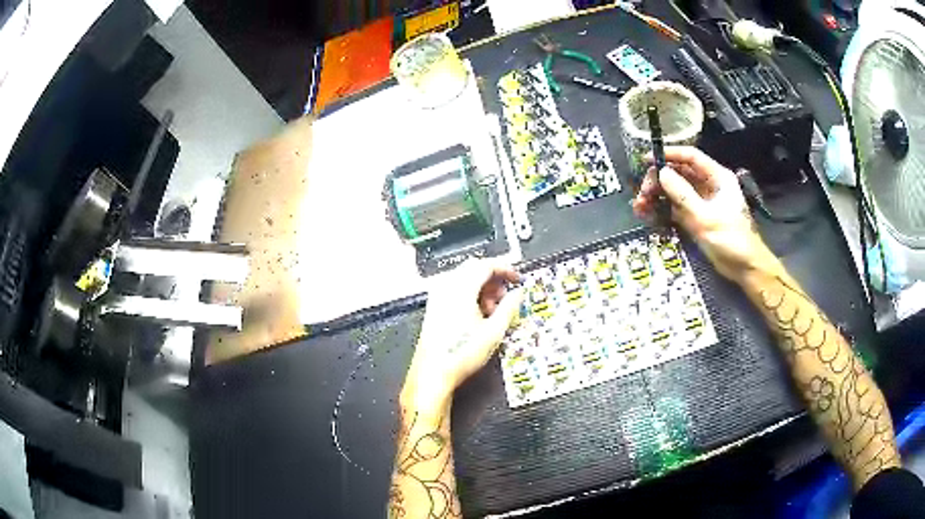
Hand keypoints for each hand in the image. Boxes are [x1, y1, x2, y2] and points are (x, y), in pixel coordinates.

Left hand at [401, 260, 524, 413]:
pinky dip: (470, 294)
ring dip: (482, 287)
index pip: (485, 265)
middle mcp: (446, 288)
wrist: (433, 373)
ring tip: (494, 309)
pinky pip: (455, 289)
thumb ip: (509, 307)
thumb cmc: (460, 355)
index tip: (516, 277)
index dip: (505, 268)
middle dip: (494, 278)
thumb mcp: (494, 332)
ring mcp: (437, 297)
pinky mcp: (434, 307)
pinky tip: (479, 314)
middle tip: (507, 293)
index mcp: (460, 289)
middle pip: (474, 268)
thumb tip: (518, 294)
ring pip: (464, 279)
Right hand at [632, 146, 777, 281]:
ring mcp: (702, 202)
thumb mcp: (706, 217)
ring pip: (675, 191)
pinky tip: (648, 215)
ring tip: (640, 207)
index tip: (647, 160)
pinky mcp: (697, 218)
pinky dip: (662, 210)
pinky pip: (676, 208)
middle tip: (642, 193)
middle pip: (679, 173)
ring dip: (657, 196)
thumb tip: (661, 173)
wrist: (745, 268)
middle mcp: (709, 185)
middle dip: (658, 181)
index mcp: (717, 178)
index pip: (691, 157)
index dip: (669, 155)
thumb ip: (683, 194)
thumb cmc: (731, 240)